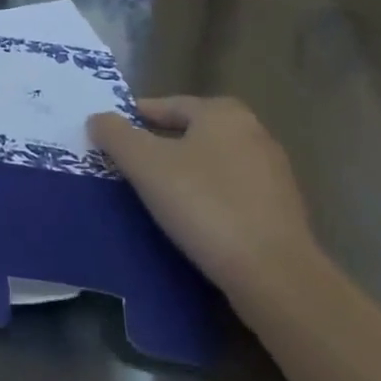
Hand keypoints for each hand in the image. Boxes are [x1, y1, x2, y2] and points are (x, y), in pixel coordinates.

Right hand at [86, 96, 314, 300]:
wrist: (274, 275)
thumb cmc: (204, 204)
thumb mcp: (145, 164)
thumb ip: (115, 135)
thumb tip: (98, 119)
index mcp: (222, 112)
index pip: (166, 105)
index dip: (134, 119)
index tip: (110, 137)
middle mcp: (253, 132)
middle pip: (191, 132)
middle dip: (159, 146)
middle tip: (127, 166)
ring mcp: (272, 172)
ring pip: (211, 163)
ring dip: (184, 174)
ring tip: (154, 195)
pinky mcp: (282, 210)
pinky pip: (231, 192)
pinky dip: (207, 198)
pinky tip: (191, 220)